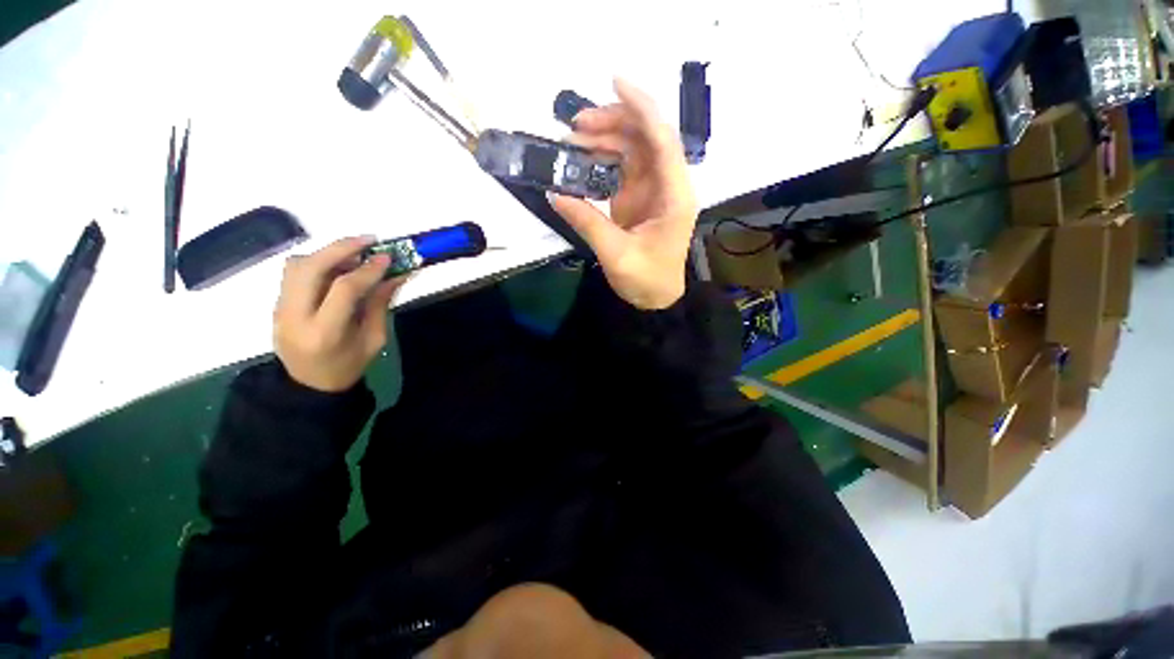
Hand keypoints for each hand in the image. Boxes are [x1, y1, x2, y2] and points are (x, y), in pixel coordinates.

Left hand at [273, 237, 404, 391]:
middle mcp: (295, 316)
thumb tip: (395, 274)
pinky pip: (294, 273)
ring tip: (355, 253)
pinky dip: (318, 262)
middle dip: (341, 248)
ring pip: (297, 265)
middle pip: (310, 267)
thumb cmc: (348, 366)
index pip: (344, 289)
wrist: (309, 385)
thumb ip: (380, 305)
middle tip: (369, 241)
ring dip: (327, 253)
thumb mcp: (374, 339)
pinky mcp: (278, 303)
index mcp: (325, 332)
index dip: (368, 269)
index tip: (388, 257)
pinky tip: (338, 267)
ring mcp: (281, 308)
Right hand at [550, 78, 697, 309]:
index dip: (641, 107)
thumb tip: (555, 193)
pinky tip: (582, 158)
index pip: (663, 141)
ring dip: (605, 137)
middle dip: (613, 122)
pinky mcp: (639, 196)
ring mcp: (653, 189)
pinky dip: (603, 158)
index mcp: (674, 196)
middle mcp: (668, 184)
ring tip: (571, 141)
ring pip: (633, 147)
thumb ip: (587, 222)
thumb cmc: (646, 280)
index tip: (614, 81)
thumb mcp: (616, 255)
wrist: (656, 297)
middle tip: (575, 126)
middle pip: (646, 137)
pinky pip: (623, 166)